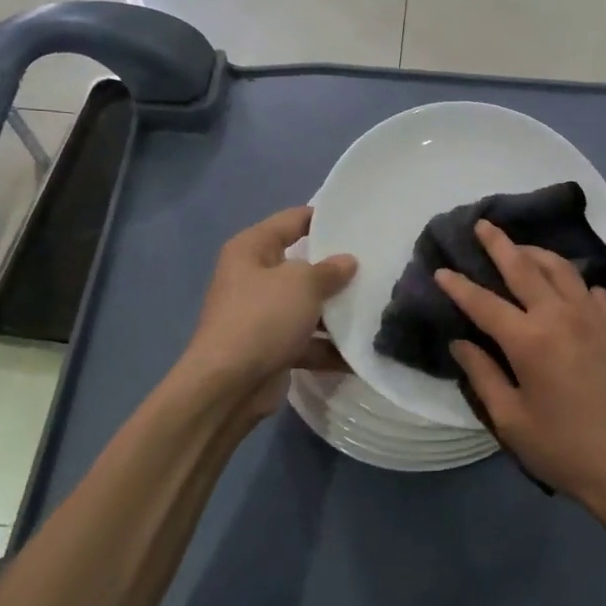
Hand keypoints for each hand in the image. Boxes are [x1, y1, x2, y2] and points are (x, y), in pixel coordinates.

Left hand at [183, 206, 356, 427]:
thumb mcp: (302, 284)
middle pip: (302, 265)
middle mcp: (253, 278)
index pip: (292, 220)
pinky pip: (307, 340)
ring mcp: (261, 315)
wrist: (228, 387)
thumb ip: (329, 270)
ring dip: (336, 312)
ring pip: (307, 306)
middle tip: (376, 264)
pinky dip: (330, 347)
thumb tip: (347, 262)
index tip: (359, 221)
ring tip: (377, 307)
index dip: (324, 218)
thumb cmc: (262, 318)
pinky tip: (362, 351)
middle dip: (336, 269)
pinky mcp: (271, 348)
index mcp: (251, 249)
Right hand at [436, 220, 605, 516]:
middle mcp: (560, 316)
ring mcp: (593, 317)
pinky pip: (591, 290)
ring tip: (521, 248)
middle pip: (524, 267)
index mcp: (529, 340)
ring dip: (537, 253)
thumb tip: (461, 342)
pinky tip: (568, 288)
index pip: (484, 303)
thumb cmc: (564, 448)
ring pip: (561, 269)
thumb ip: (483, 375)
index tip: (441, 270)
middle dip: (499, 244)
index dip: (459, 286)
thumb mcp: (511, 420)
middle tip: (483, 225)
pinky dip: (574, 281)